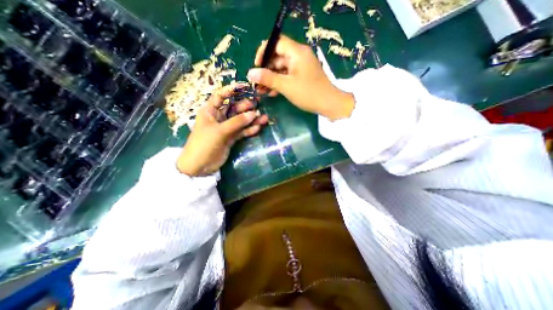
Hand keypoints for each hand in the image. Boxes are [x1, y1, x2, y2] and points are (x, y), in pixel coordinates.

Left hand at [177, 84, 269, 175]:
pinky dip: (249, 130)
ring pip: (241, 121)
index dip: (232, 90)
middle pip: (234, 108)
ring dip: (251, 119)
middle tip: (258, 105)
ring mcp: (226, 128)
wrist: (199, 166)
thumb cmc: (204, 144)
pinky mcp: (231, 138)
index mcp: (210, 111)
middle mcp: (219, 118)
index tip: (245, 87)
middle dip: (246, 106)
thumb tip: (254, 113)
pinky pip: (242, 132)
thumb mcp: (219, 131)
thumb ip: (237, 122)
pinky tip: (258, 129)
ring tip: (264, 118)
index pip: (221, 96)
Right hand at [247, 34, 353, 119]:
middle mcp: (299, 56)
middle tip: (257, 83)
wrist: (328, 104)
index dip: (264, 52)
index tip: (256, 66)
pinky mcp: (302, 76)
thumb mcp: (286, 86)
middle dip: (266, 70)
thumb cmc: (308, 93)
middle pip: (278, 57)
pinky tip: (272, 92)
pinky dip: (280, 83)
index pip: (276, 43)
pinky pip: (287, 76)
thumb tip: (250, 73)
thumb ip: (268, 78)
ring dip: (271, 79)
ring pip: (281, 69)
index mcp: (297, 52)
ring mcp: (301, 67)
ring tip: (262, 91)